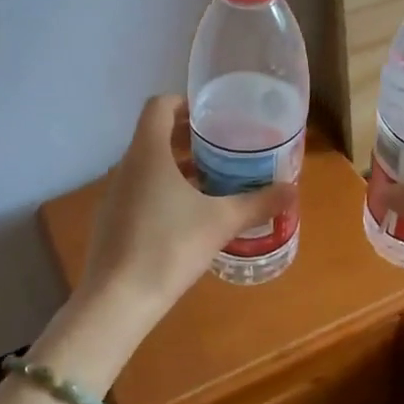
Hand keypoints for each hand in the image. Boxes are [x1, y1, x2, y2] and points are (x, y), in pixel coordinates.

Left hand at [80, 95, 296, 318]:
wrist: (118, 300)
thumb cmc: (169, 247)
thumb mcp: (221, 222)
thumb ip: (258, 203)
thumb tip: (292, 189)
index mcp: (147, 153)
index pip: (158, 106)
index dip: (185, 102)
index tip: (213, 116)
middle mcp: (126, 167)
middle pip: (154, 136)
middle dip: (189, 138)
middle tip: (224, 148)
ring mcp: (114, 196)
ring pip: (147, 167)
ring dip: (177, 167)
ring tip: (212, 182)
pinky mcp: (111, 222)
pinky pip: (139, 192)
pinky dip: (163, 191)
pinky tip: (188, 218)